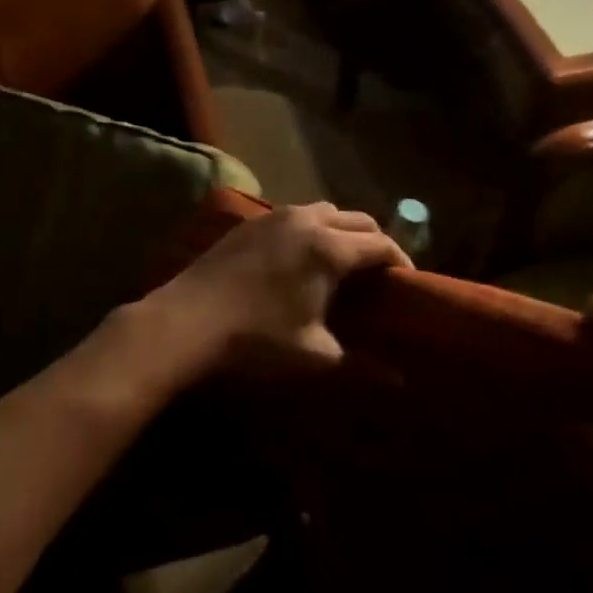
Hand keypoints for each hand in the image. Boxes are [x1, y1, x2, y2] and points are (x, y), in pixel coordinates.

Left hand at [138, 203, 410, 380]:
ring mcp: (273, 216)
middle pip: (357, 219)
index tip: (407, 286)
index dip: (400, 263)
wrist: (185, 322)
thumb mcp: (314, 354)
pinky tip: (301, 257)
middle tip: (379, 275)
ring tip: (342, 263)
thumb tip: (401, 382)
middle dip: (374, 242)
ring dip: (341, 230)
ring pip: (323, 211)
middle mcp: (305, 220)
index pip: (380, 244)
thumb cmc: (256, 339)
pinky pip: (294, 215)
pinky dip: (311, 228)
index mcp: (329, 247)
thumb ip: (362, 365)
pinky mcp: (248, 223)